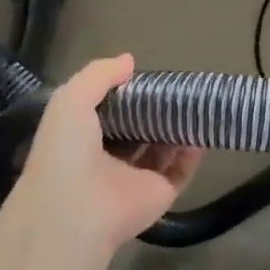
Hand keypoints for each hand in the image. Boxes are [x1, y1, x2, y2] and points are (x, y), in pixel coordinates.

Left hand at [8, 55, 201, 253]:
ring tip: (195, 104)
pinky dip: (192, 153)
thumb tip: (130, 60)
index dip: (125, 93)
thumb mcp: (71, 99)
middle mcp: (108, 159)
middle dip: (155, 111)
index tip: (145, 75)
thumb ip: (98, 75)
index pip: (109, 112)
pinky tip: (202, 130)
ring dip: (177, 130)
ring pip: (162, 151)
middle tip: (176, 87)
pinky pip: (181, 171)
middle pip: (139, 131)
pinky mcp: (159, 194)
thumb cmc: (66, 151)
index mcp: (82, 138)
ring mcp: (135, 179)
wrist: (76, 209)